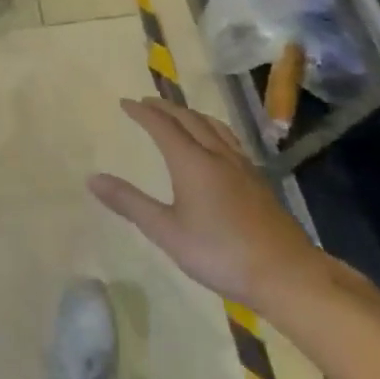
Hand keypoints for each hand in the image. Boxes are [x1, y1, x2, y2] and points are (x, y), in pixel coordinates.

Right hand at [90, 97, 322, 309]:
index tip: (125, 103)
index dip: (142, 112)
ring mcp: (243, 167)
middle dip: (166, 108)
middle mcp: (217, 155)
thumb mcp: (166, 231)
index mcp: (192, 162)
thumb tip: (93, 178)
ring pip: (214, 127)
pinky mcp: (259, 181)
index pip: (162, 126)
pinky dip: (212, 130)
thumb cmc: (220, 253)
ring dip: (192, 115)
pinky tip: (217, 146)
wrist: (286, 275)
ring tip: (180, 115)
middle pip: (190, 119)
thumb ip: (130, 203)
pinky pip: (230, 140)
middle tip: (147, 103)